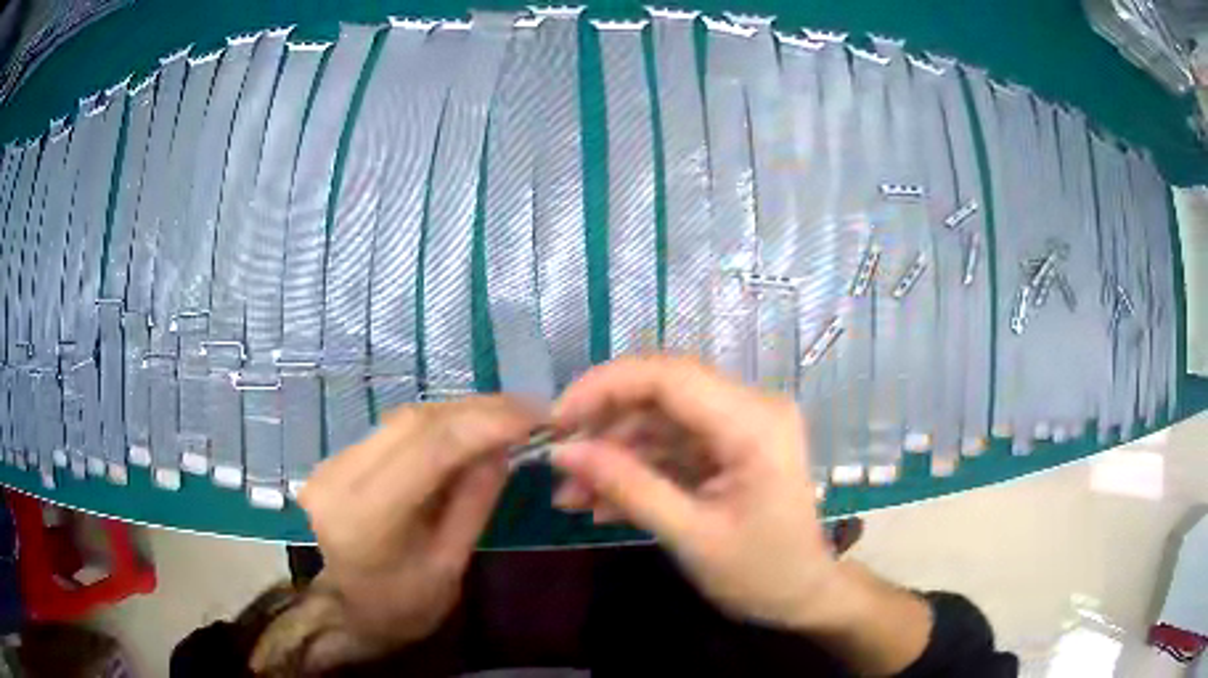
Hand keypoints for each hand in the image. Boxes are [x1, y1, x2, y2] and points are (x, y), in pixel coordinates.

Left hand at [299, 397, 537, 649]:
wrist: (340, 611)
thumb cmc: (400, 606)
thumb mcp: (448, 566)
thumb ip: (473, 503)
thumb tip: (502, 449)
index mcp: (370, 514)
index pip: (432, 447)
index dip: (488, 422)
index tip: (537, 415)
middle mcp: (342, 474)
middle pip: (417, 421)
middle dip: (479, 410)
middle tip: (530, 411)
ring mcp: (334, 461)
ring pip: (405, 418)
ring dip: (458, 413)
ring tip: (505, 418)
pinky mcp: (337, 458)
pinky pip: (394, 429)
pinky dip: (435, 425)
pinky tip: (464, 430)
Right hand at [550, 356, 838, 630]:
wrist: (803, 594)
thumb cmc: (760, 573)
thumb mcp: (691, 537)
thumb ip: (628, 487)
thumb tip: (563, 452)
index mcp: (754, 423)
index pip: (669, 375)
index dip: (604, 387)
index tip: (556, 421)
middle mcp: (751, 408)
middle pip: (661, 393)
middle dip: (603, 427)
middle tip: (558, 464)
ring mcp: (741, 425)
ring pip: (659, 421)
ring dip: (613, 455)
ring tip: (571, 497)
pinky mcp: (730, 446)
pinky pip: (672, 445)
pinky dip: (636, 470)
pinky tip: (602, 504)